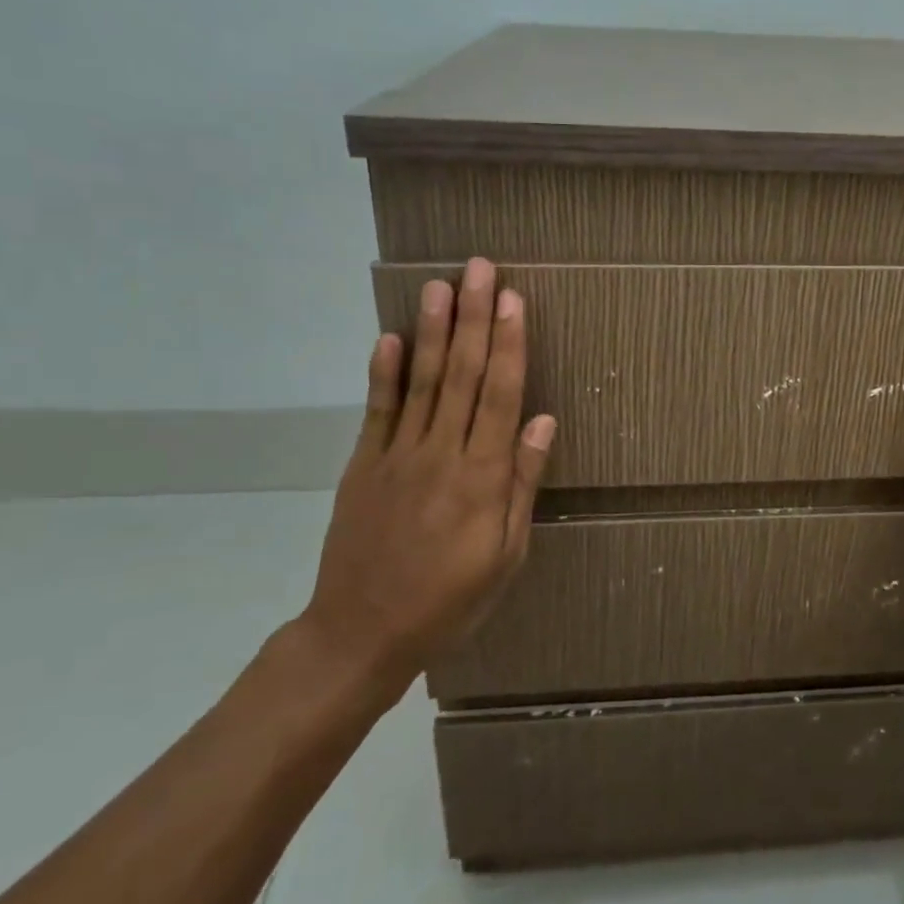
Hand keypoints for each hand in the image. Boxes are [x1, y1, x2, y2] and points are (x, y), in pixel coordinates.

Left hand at [299, 257, 555, 694]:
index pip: (501, 395)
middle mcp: (441, 454)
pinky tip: (391, 337)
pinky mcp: (363, 465)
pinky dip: (384, 372)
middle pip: (463, 375)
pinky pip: (377, 411)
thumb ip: (522, 484)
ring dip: (434, 331)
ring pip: (422, 382)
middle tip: (480, 269)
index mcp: (482, 478)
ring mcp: (397, 456)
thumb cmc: (449, 600)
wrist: (360, 634)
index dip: (509, 344)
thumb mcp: (506, 555)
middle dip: (475, 318)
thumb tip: (543, 421)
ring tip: (441, 286)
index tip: (514, 300)